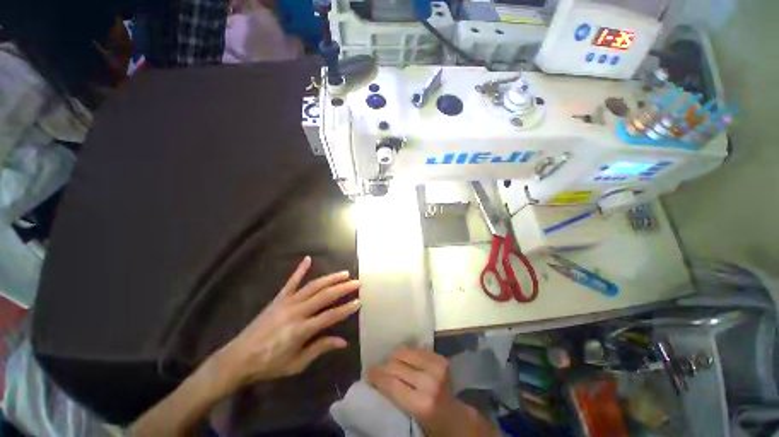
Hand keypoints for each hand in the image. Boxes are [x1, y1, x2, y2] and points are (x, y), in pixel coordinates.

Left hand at [213, 256, 360, 392]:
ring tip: (344, 273)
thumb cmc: (269, 364)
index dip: (346, 309)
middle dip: (343, 288)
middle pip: (325, 296)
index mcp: (301, 330)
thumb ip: (320, 349)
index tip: (359, 301)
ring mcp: (287, 302)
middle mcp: (296, 312)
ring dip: (330, 278)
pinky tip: (308, 259)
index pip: (330, 316)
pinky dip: (300, 269)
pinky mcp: (278, 298)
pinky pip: (291, 281)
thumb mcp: (296, 364)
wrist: (238, 358)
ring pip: (313, 286)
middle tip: (357, 282)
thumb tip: (343, 342)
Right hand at [368, 347, 497, 436]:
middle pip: (396, 364)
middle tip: (376, 370)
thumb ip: (394, 401)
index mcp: (422, 403)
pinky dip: (406, 353)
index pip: (390, 383)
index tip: (367, 373)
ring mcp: (437, 366)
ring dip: (393, 357)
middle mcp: (429, 381)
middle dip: (382, 366)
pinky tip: (403, 360)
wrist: (458, 418)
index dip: (376, 376)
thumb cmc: (431, 426)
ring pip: (404, 352)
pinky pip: (415, 349)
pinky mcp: (440, 358)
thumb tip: (374, 383)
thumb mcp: (411, 421)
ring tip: (389, 364)